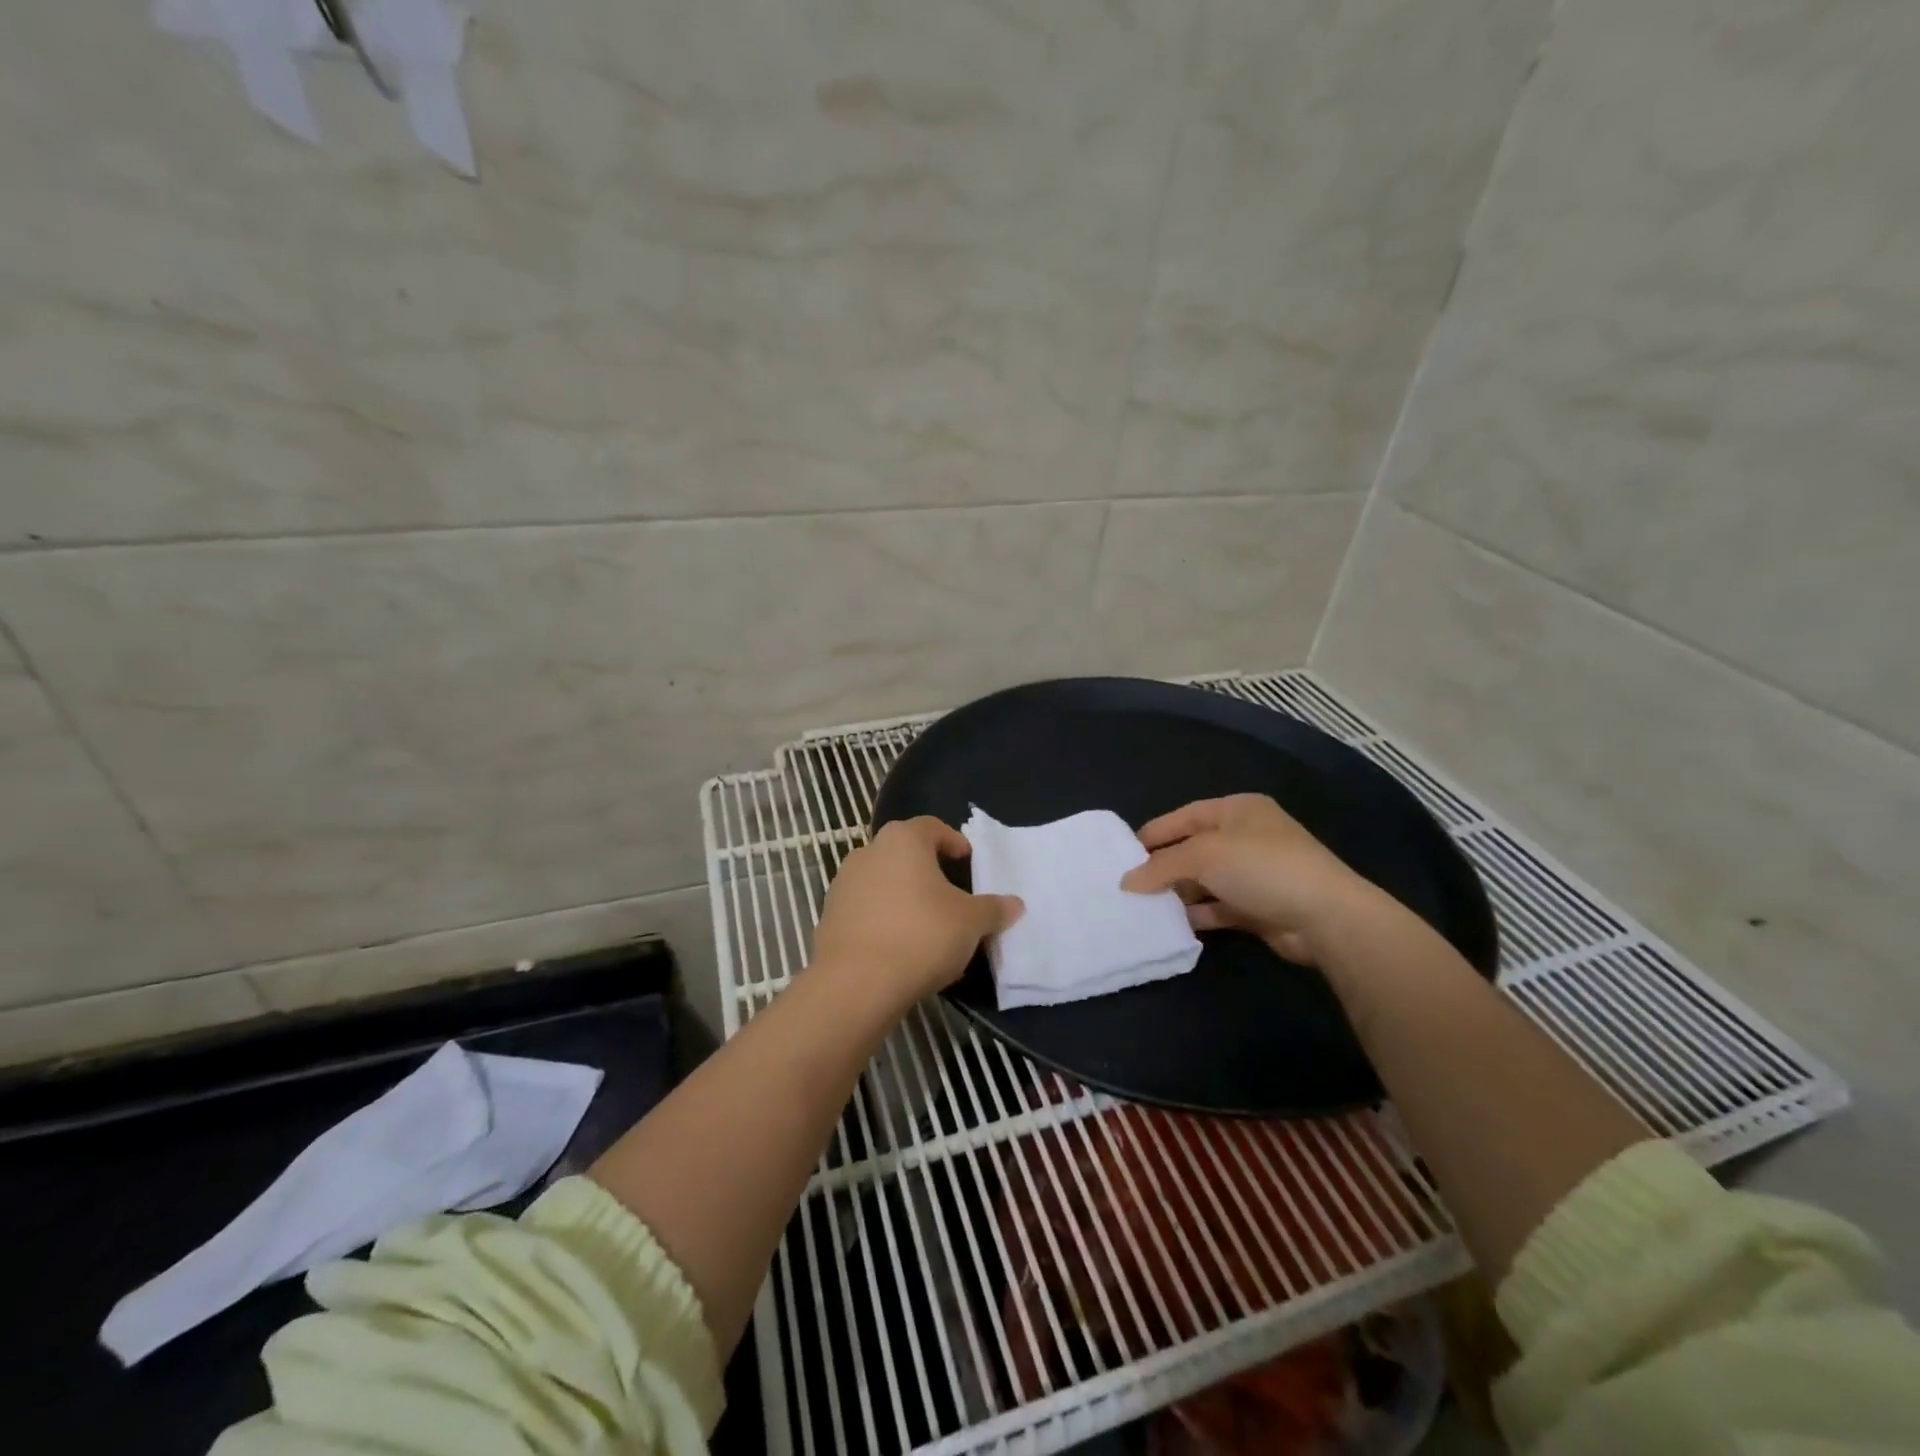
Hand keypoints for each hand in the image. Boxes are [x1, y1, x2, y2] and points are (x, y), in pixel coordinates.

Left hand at [812, 817, 1022, 1004]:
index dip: (952, 840)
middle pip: (903, 852)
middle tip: (949, 893)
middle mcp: (868, 852)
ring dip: (902, 894)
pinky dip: (882, 918)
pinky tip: (898, 946)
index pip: (931, 827)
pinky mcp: (829, 916)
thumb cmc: (921, 935)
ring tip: (924, 924)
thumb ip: (994, 909)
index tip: (967, 860)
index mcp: (903, 840)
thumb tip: (1015, 904)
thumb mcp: (971, 922)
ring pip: (881, 880)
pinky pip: (864, 909)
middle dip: (926, 869)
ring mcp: (843, 884)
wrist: (857, 982)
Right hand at [1120, 794, 1379, 962]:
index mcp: (1236, 810)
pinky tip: (1171, 924)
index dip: (1154, 834)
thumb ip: (1162, 866)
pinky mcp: (1258, 907)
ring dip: (1177, 892)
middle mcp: (1245, 837)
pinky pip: (1217, 907)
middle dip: (1163, 866)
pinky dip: (1196, 913)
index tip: (1122, 854)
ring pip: (1204, 880)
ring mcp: (1254, 874)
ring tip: (1142, 906)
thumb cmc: (1261, 867)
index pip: (1184, 817)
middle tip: (1128, 884)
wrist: (1324, 917)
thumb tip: (1127, 882)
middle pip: (1193, 849)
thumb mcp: (1204, 856)